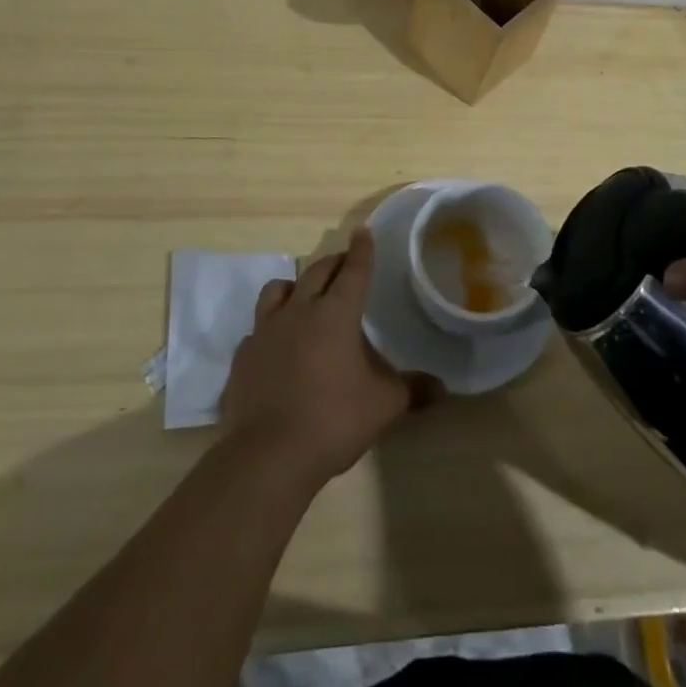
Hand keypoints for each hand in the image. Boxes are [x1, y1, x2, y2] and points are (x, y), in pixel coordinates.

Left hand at [219, 228, 431, 486]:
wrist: (268, 456)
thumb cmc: (333, 420)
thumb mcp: (384, 406)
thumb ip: (412, 390)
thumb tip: (442, 388)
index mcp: (336, 314)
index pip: (354, 270)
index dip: (362, 250)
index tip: (363, 231)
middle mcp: (299, 311)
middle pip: (317, 272)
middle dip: (334, 263)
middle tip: (344, 264)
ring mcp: (265, 331)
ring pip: (278, 290)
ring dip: (295, 286)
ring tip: (304, 296)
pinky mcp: (243, 356)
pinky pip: (257, 329)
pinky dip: (271, 328)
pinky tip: (277, 346)